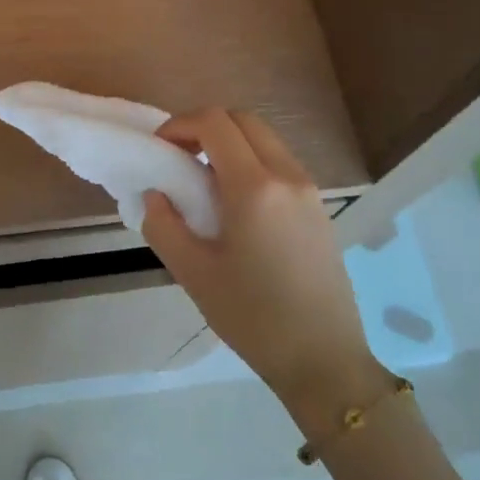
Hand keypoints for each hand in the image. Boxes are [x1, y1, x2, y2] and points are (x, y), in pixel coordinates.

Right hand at [141, 110, 377, 408]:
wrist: (323, 359)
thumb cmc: (253, 317)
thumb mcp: (193, 273)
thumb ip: (163, 224)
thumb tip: (156, 194)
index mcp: (254, 188)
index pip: (215, 124)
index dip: (180, 125)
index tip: (159, 150)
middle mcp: (287, 176)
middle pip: (244, 120)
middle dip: (205, 127)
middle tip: (178, 158)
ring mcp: (309, 191)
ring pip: (265, 140)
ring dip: (230, 144)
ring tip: (203, 182)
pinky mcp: (319, 209)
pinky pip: (280, 164)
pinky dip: (251, 162)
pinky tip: (235, 204)